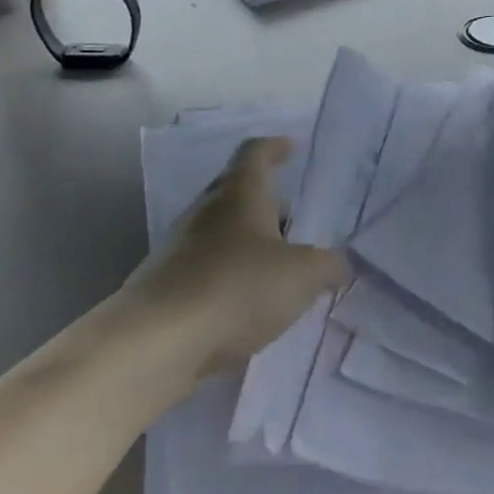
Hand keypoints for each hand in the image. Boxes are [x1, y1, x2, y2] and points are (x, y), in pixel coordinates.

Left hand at [125, 137, 349, 375]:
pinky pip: (209, 270)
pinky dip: (233, 277)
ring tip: (284, 268)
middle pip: (239, 192)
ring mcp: (180, 249)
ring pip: (223, 234)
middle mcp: (206, 212)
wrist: (153, 346)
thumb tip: (340, 264)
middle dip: (270, 203)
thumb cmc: (236, 288)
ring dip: (252, 244)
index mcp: (239, 193)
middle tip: (300, 219)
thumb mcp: (303, 275)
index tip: (292, 148)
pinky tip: (253, 305)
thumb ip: (330, 265)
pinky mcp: (167, 288)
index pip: (255, 152)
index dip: (275, 147)